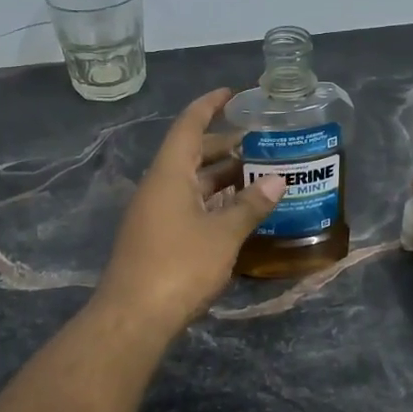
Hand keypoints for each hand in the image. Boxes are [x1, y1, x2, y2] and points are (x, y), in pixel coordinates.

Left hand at [91, 89, 284, 340]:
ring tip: (257, 175)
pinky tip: (236, 212)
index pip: (189, 125)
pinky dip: (212, 202)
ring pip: (190, 183)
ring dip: (220, 177)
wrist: (134, 317)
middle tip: (260, 144)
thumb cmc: (179, 265)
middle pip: (191, 154)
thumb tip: (278, 180)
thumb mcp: (223, 235)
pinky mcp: (156, 238)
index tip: (233, 93)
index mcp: (169, 173)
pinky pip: (187, 206)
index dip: (210, 104)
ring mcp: (154, 214)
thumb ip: (251, 206)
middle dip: (223, 146)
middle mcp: (158, 187)